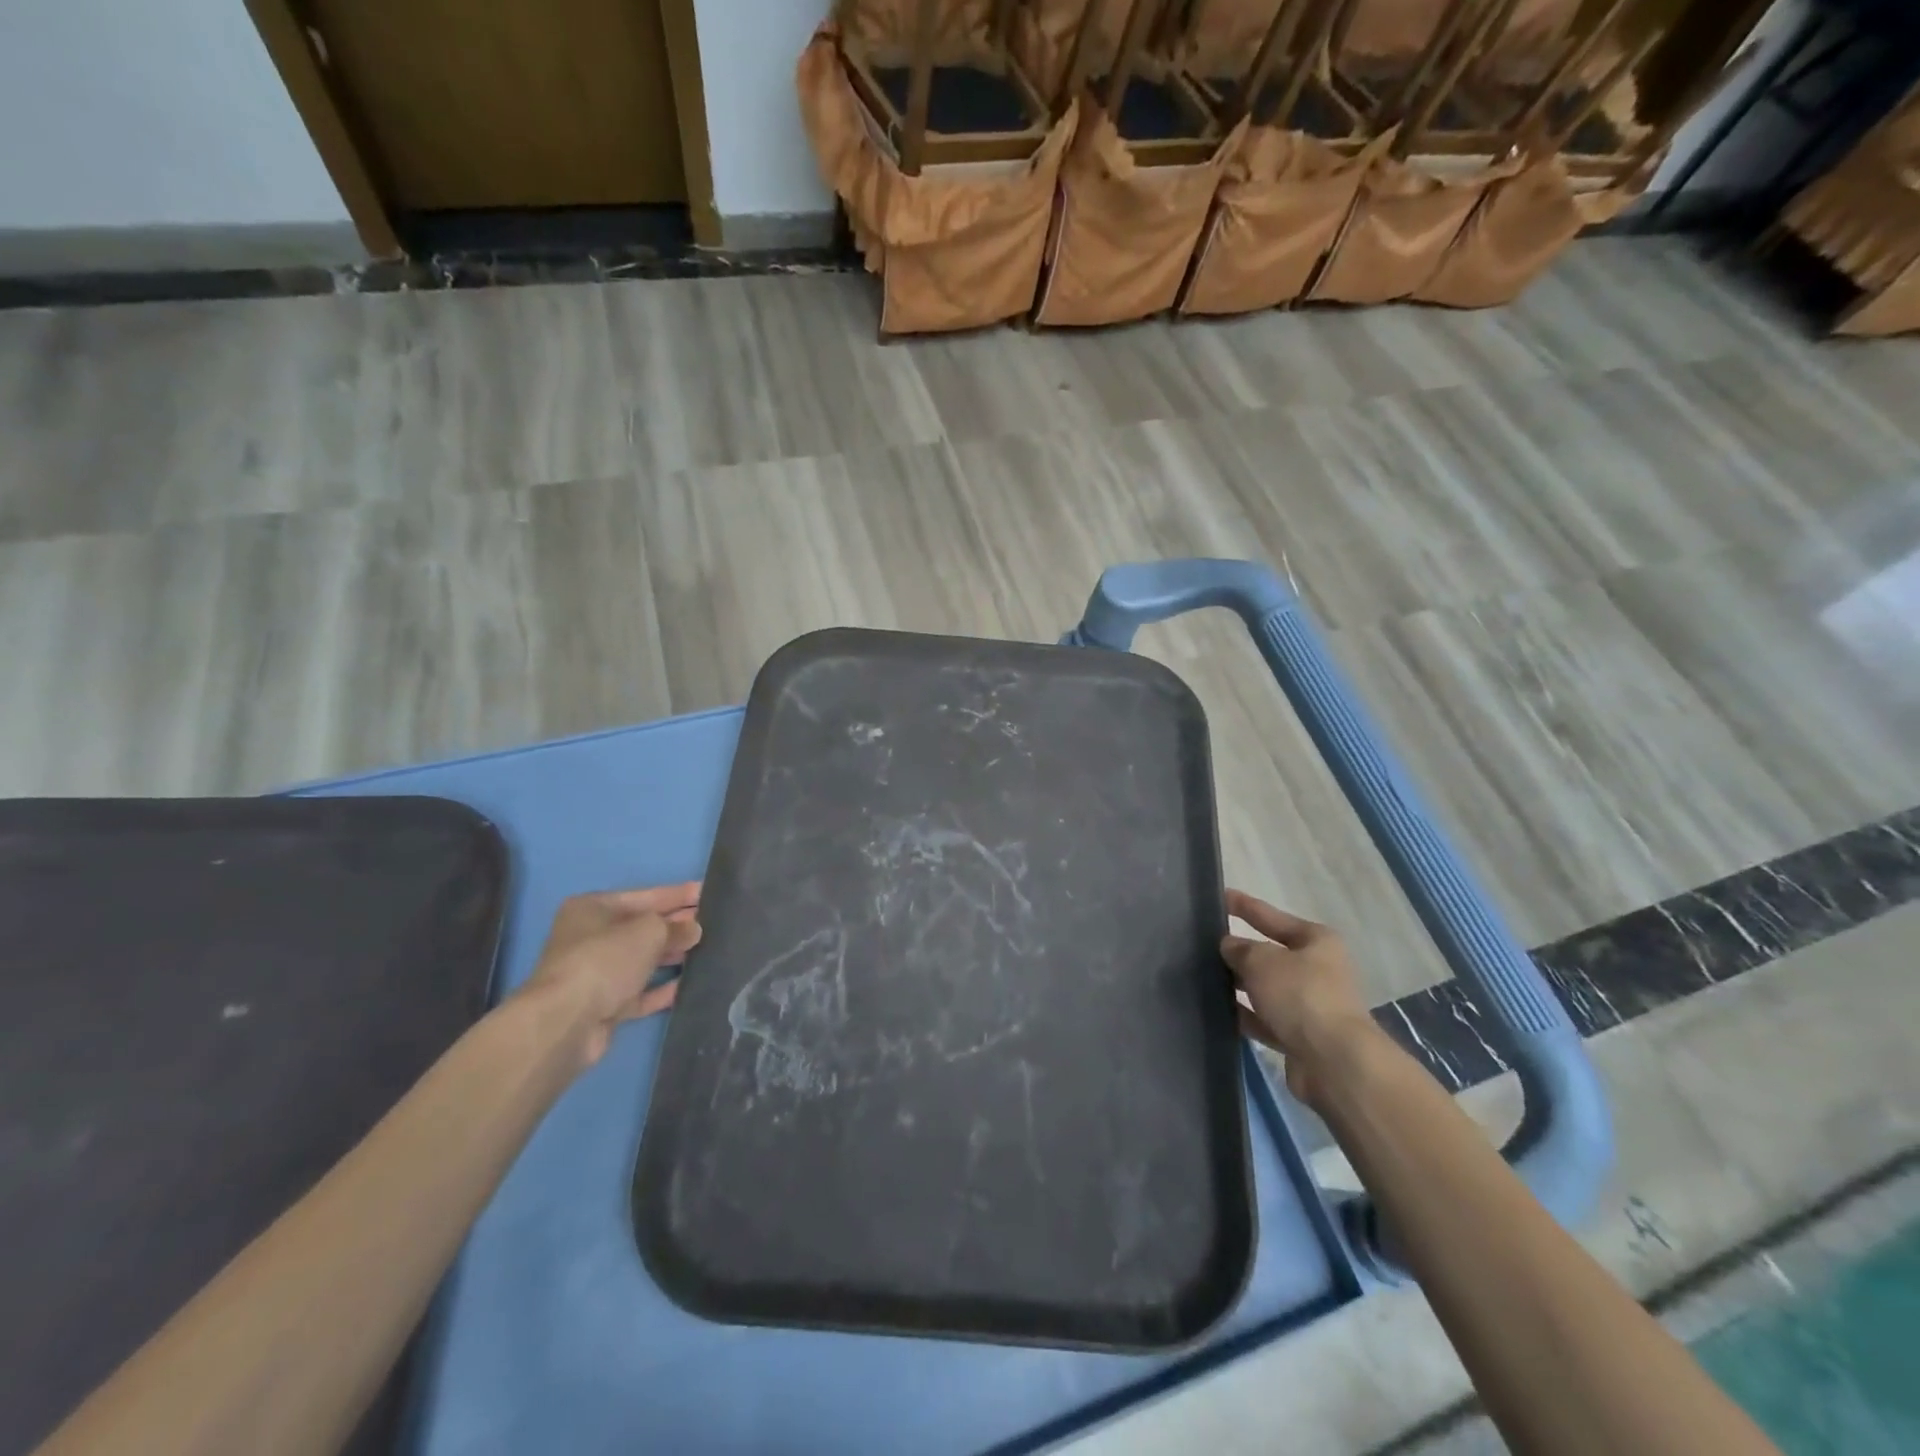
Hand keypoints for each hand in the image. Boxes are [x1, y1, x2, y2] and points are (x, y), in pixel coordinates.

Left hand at [520, 884, 701, 1066]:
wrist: (566, 1022)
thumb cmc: (605, 960)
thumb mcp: (648, 931)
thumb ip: (676, 926)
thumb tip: (694, 929)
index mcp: (593, 908)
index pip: (644, 896)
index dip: (677, 894)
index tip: (706, 891)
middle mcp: (590, 938)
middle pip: (642, 928)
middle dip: (676, 925)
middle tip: (713, 923)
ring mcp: (596, 974)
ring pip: (642, 961)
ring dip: (672, 956)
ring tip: (709, 950)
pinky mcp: (604, 1006)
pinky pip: (640, 993)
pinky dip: (662, 988)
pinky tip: (690, 983)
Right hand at [1221, 890, 1382, 1112]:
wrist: (1335, 1062)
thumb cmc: (1301, 996)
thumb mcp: (1261, 961)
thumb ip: (1239, 949)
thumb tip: (1229, 946)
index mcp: (1317, 941)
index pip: (1272, 916)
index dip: (1244, 905)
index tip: (1219, 895)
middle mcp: (1317, 970)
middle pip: (1270, 954)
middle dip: (1239, 950)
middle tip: (1202, 942)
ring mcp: (1310, 1005)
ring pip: (1266, 988)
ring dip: (1239, 984)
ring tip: (1202, 975)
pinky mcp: (1300, 1037)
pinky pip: (1265, 1019)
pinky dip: (1244, 1014)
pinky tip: (1216, 1009)